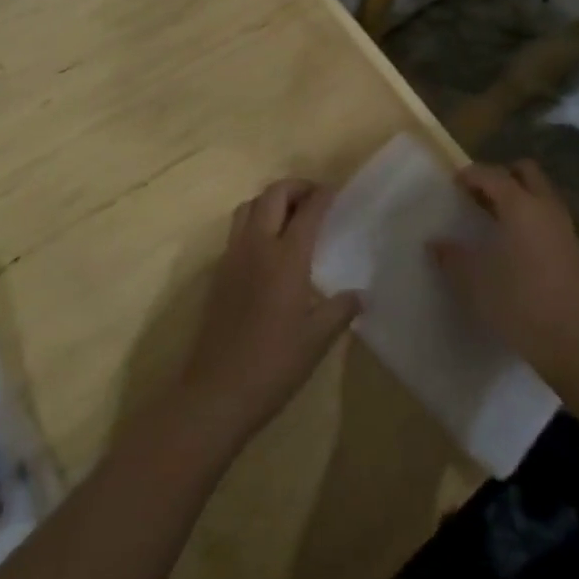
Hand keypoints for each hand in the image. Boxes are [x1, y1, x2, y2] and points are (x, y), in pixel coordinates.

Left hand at [178, 180, 360, 446]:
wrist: (217, 391)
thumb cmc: (274, 364)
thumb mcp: (317, 339)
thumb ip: (340, 310)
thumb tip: (360, 295)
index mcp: (286, 258)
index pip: (307, 211)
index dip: (323, 196)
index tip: (335, 191)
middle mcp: (257, 246)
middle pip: (273, 195)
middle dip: (295, 187)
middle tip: (314, 197)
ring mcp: (233, 256)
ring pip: (248, 206)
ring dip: (270, 200)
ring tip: (290, 215)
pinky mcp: (218, 272)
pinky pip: (236, 229)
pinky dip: (254, 220)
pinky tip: (268, 246)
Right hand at [429, 161, 578, 387]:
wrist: (577, 343)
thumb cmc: (520, 303)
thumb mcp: (475, 282)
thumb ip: (452, 257)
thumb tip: (436, 243)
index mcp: (520, 205)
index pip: (492, 174)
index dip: (470, 175)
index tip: (453, 183)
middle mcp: (545, 207)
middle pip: (525, 171)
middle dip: (501, 176)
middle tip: (478, 195)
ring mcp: (564, 227)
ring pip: (540, 193)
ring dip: (518, 197)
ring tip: (493, 219)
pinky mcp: (574, 249)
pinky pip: (548, 216)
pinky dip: (530, 217)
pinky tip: (514, 244)